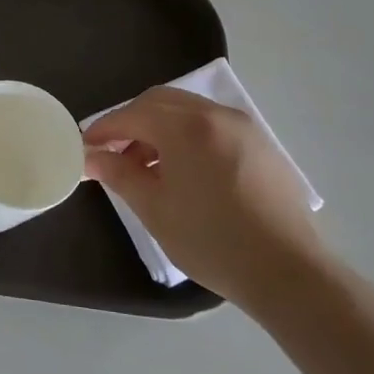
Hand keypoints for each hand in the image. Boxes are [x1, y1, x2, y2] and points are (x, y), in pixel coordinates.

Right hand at [84, 87, 331, 314]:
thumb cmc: (211, 240)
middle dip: (130, 122)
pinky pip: (212, 125)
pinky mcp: (261, 145)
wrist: (288, 271)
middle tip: (111, 152)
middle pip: (160, 102)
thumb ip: (119, 174)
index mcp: (186, 128)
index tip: (84, 148)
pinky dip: (186, 135)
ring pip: (187, 111)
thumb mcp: (154, 209)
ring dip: (158, 128)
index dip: (103, 130)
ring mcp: (243, 128)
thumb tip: (93, 157)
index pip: (132, 115)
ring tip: (145, 166)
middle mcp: (216, 115)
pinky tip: (182, 171)